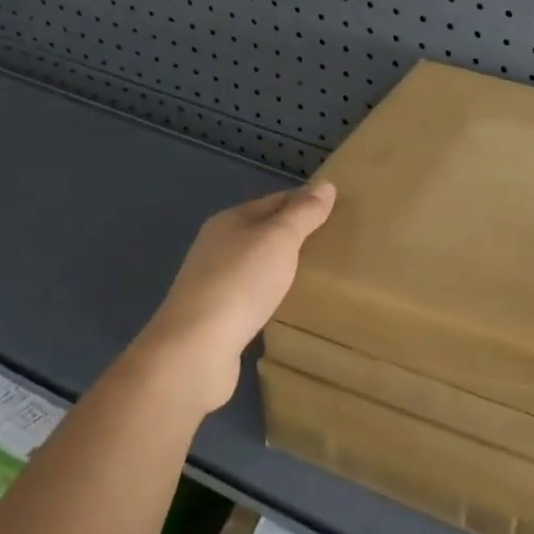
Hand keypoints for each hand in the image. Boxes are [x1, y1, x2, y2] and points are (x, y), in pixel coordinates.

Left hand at [132, 182, 336, 415]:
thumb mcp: (280, 238)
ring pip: (255, 264)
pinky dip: (269, 293)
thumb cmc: (241, 282)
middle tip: (332, 242)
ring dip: (280, 265)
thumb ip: (304, 213)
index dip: (304, 202)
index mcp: (229, 221)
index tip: (337, 210)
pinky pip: (250, 294)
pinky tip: (285, 303)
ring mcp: (212, 283)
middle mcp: (216, 246)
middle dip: (293, 234)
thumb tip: (326, 185)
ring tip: (314, 273)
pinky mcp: (214, 317)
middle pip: (262, 231)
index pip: (275, 200)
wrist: (195, 349)